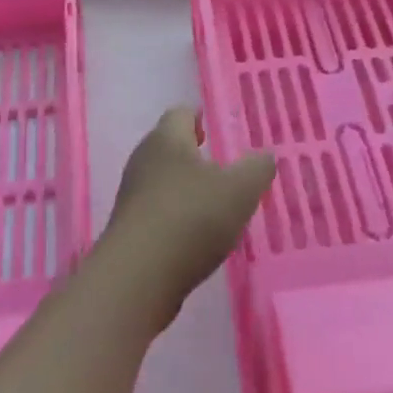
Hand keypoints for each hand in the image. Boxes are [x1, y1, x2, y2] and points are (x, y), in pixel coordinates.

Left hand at [94, 107, 275, 326]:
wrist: (138, 278)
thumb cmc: (191, 219)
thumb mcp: (240, 190)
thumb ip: (257, 168)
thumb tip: (264, 156)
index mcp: (167, 140)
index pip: (180, 114)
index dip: (199, 116)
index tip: (214, 125)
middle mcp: (143, 161)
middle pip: (168, 146)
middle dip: (192, 152)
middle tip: (220, 164)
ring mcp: (131, 196)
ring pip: (161, 179)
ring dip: (184, 186)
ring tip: (213, 201)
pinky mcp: (129, 229)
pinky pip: (156, 210)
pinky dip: (175, 215)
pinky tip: (195, 234)